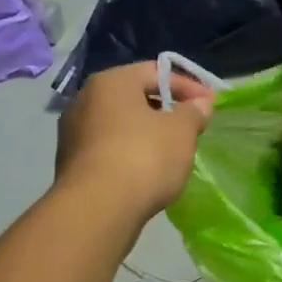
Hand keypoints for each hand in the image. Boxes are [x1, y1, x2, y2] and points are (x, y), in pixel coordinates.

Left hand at [54, 61, 214, 222]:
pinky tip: (149, 171)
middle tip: (192, 127)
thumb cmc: (144, 157)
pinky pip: (109, 149)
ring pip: (121, 124)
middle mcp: (85, 100)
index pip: (156, 72)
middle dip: (166, 110)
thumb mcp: (181, 131)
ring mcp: (73, 133)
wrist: (97, 209)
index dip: (188, 86)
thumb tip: (199, 105)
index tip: (210, 104)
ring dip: (147, 133)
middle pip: (135, 97)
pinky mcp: (71, 164)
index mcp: (111, 82)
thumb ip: (193, 112)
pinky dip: (131, 153)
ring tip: (173, 151)